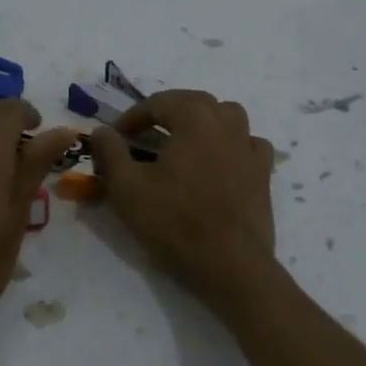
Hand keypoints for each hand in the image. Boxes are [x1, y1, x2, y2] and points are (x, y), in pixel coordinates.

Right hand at [90, 90, 279, 305]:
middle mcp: (226, 123)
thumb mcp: (127, 187)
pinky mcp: (263, 173)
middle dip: (166, 112)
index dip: (132, 117)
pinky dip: (232, 144)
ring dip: (202, 120)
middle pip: (194, 101)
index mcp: (194, 118)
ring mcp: (249, 147)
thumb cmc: (174, 222)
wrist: (230, 264)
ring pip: (227, 116)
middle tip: (144, 134)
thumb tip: (102, 130)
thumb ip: (110, 152)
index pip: (158, 102)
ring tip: (184, 140)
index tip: (115, 137)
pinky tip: (221, 160)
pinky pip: (248, 144)